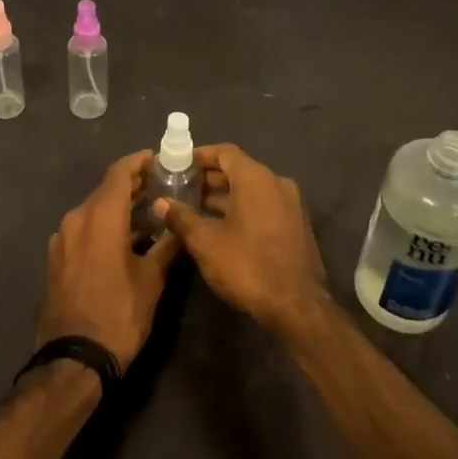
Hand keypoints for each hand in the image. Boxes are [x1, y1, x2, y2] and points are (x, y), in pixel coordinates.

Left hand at [36, 150, 182, 372]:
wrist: (72, 360)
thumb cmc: (118, 315)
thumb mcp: (151, 281)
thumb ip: (167, 246)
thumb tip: (181, 225)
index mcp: (100, 216)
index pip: (119, 172)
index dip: (140, 161)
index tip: (160, 160)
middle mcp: (76, 218)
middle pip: (106, 190)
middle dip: (133, 185)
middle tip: (162, 186)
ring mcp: (61, 239)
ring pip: (93, 210)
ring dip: (118, 207)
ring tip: (148, 213)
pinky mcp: (56, 258)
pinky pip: (83, 229)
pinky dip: (103, 225)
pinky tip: (123, 240)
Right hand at [154, 144, 326, 336]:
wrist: (297, 306)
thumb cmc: (248, 265)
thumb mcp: (206, 242)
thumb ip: (181, 217)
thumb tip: (160, 202)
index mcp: (256, 178)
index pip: (225, 152)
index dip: (200, 156)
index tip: (178, 164)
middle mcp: (277, 183)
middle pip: (238, 170)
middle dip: (209, 178)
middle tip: (181, 187)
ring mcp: (290, 205)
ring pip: (251, 190)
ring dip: (224, 196)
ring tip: (195, 208)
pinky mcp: (295, 226)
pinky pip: (264, 205)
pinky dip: (242, 208)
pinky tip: (221, 227)